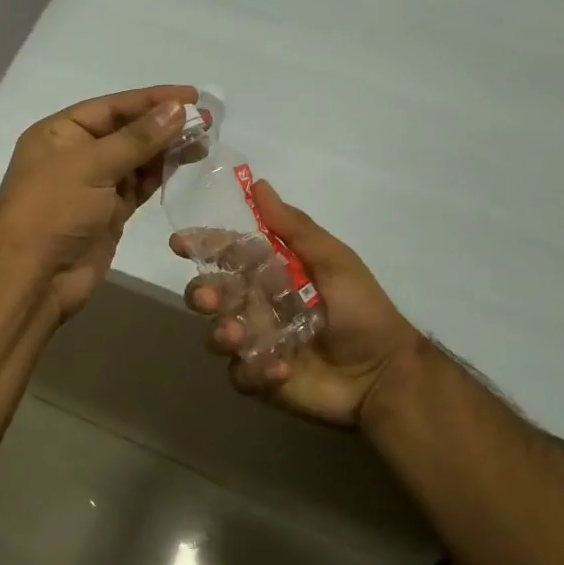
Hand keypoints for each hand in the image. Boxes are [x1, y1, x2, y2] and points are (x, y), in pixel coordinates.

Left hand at [0, 85, 197, 319]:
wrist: (33, 277)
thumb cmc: (53, 210)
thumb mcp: (92, 166)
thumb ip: (138, 138)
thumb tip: (178, 109)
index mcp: (61, 132)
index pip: (112, 107)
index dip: (152, 99)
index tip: (192, 95)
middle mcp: (77, 154)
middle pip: (127, 131)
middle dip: (164, 123)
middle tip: (206, 118)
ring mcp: (94, 186)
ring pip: (137, 159)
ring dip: (167, 148)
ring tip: (204, 139)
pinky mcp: (110, 213)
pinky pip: (139, 185)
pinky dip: (161, 173)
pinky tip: (185, 163)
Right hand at [178, 180, 423, 427]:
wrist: (384, 372)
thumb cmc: (361, 310)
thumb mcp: (333, 261)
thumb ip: (293, 228)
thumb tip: (258, 185)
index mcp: (271, 274)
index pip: (228, 255)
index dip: (203, 246)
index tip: (179, 243)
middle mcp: (256, 305)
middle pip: (212, 295)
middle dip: (202, 293)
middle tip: (209, 299)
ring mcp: (255, 343)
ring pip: (216, 335)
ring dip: (220, 333)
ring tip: (237, 336)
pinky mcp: (260, 379)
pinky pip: (240, 375)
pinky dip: (255, 371)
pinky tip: (282, 369)